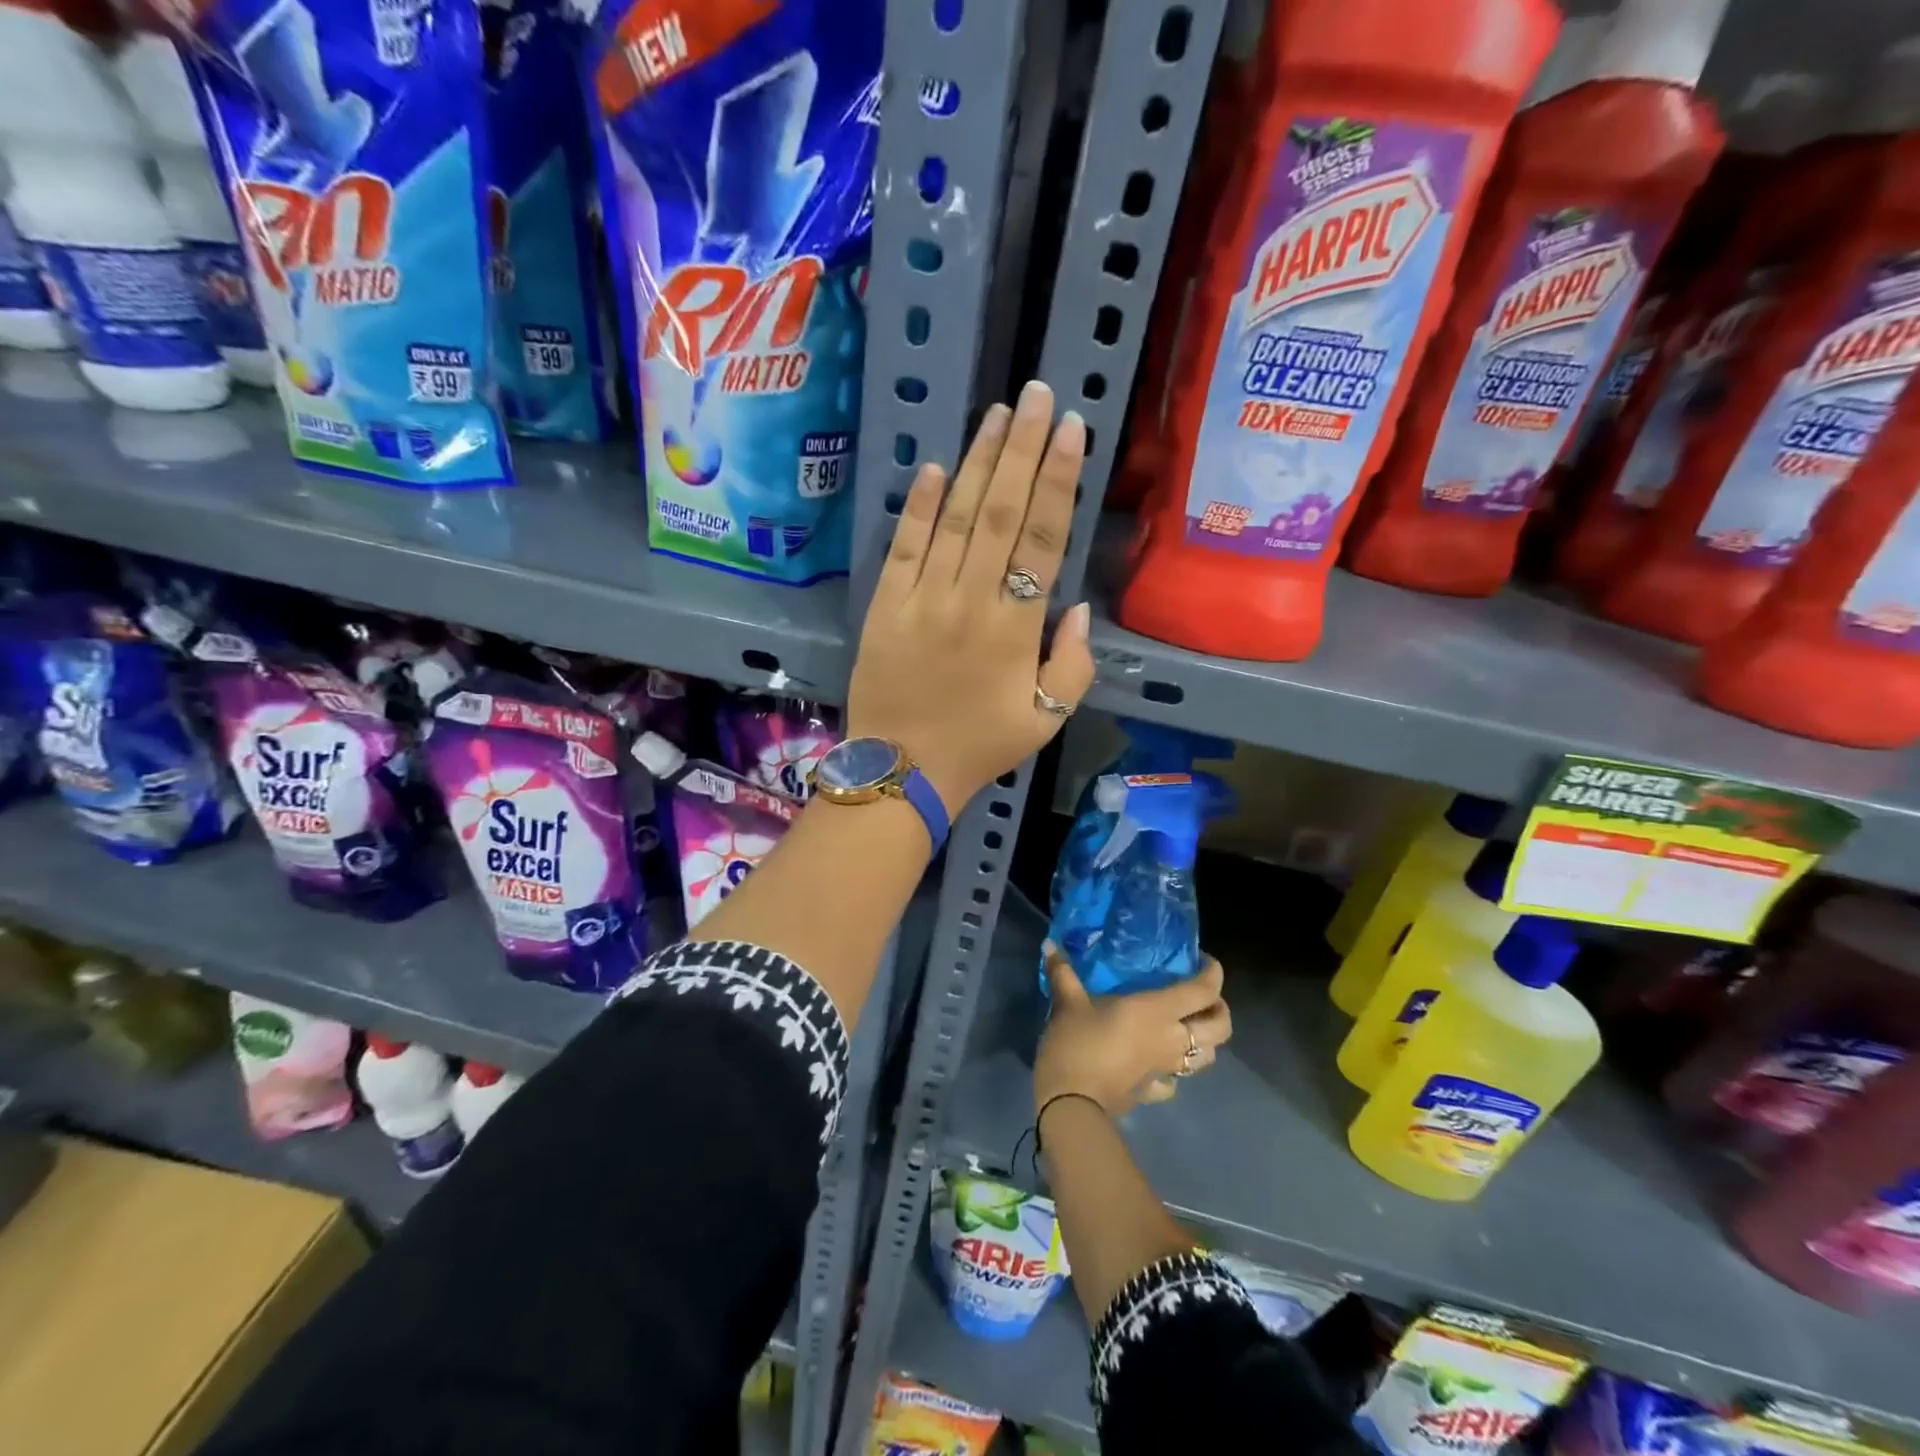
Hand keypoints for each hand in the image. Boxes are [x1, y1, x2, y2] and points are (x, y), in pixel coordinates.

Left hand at [846, 379, 1096, 812]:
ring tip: (997, 414)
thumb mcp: (1048, 718)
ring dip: (977, 463)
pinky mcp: (885, 604)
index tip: (1070, 429)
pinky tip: (935, 468)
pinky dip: (920, 506)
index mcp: (1016, 627)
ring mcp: (923, 598)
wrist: (902, 770)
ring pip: (955, 517)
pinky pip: (905, 545)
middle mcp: (971, 599)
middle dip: (1022, 448)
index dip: (1058, 479)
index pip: (1043, 538)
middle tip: (1036, 395)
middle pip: (1001, 511)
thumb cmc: (981, 745)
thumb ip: (1074, 662)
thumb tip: (1075, 605)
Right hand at [1033, 942, 1231, 1121]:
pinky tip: (1159, 1061)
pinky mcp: (1153, 1092)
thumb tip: (1050, 945)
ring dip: (1205, 1041)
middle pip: (1221, 1027)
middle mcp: (1172, 1039)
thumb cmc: (1077, 1044)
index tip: (1203, 960)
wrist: (1071, 1104)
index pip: (1204, 991)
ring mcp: (1166, 1069)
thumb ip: (1063, 972)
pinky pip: (1176, 1080)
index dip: (1213, 973)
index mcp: (1158, 1011)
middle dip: (1219, 1009)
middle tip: (1202, 997)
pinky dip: (1175, 1070)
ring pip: (1208, 1057)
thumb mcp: (1068, 1002)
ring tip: (1186, 1026)